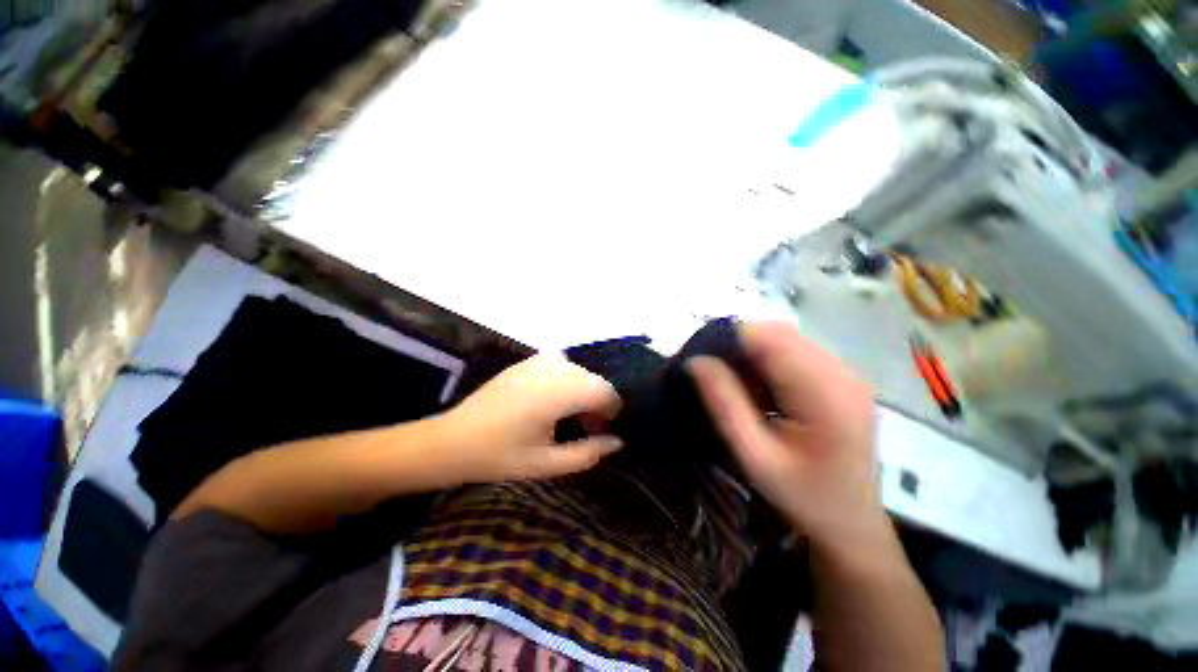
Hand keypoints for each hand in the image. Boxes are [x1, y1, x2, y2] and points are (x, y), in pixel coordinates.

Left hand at [438, 354, 622, 483]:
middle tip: (585, 430)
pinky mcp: (529, 360)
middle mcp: (554, 367)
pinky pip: (563, 367)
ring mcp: (540, 360)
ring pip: (580, 373)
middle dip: (597, 404)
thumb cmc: (500, 455)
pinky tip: (552, 403)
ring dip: (582, 393)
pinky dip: (567, 383)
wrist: (453, 439)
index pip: (606, 391)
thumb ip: (588, 453)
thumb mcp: (547, 463)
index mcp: (560, 391)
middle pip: (594, 380)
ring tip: (568, 418)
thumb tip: (617, 442)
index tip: (601, 432)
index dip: (611, 412)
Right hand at [689, 322, 890, 556]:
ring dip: (753, 352)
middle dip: (740, 344)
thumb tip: (696, 361)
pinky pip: (797, 353)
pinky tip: (759, 388)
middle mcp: (844, 375)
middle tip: (712, 370)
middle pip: (781, 334)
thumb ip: (724, 404)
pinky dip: (769, 361)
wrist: (851, 524)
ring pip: (787, 340)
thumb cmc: (802, 497)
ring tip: (734, 381)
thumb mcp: (754, 456)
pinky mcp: (844, 380)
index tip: (701, 356)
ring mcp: (848, 375)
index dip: (731, 338)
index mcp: (826, 396)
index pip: (771, 339)